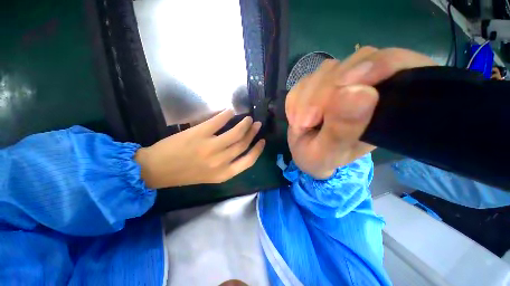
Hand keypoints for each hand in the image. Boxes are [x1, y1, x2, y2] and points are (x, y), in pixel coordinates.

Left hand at [135, 110, 264, 187]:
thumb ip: (227, 165)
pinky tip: (230, 111)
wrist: (156, 169)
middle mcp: (220, 161)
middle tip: (256, 124)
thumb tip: (239, 148)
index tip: (262, 140)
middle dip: (253, 133)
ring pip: (236, 133)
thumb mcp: (211, 176)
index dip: (258, 150)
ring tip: (248, 118)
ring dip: (244, 124)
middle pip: (243, 144)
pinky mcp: (199, 134)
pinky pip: (218, 121)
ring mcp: (210, 147)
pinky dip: (226, 115)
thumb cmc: (185, 174)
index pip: (249, 161)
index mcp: (224, 174)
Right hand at [286, 47, 436, 178]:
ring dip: (306, 97)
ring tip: (300, 124)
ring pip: (327, 70)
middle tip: (307, 122)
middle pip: (356, 62)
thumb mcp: (328, 152)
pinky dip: (295, 99)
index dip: (376, 66)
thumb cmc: (319, 158)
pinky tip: (295, 117)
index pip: (396, 65)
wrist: (304, 153)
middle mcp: (366, 87)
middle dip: (324, 92)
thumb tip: (360, 92)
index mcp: (384, 107)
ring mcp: (340, 83)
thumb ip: (342, 129)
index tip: (344, 84)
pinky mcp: (318, 84)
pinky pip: (305, 80)